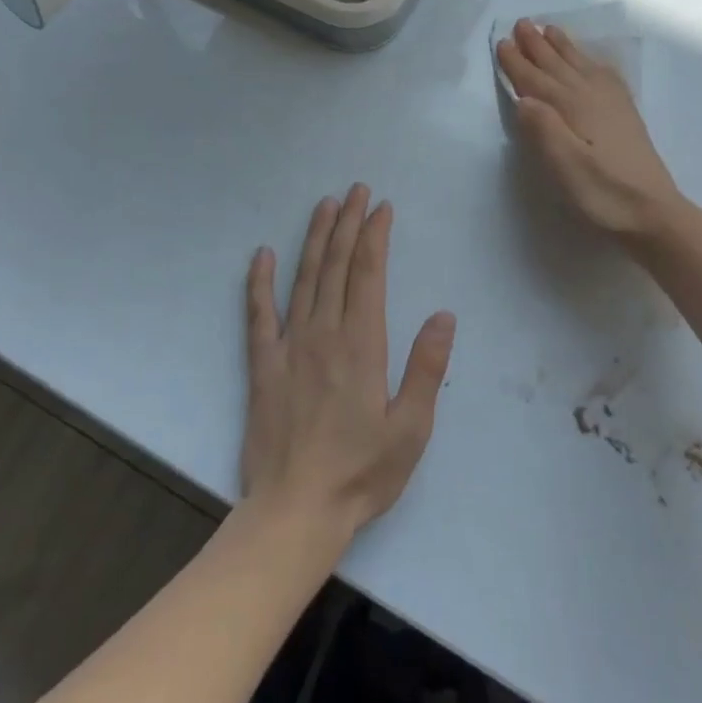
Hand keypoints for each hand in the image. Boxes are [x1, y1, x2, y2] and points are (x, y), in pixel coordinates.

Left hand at [240, 185, 456, 549]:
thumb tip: (443, 315)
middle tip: (355, 190)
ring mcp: (289, 347)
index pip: (368, 274)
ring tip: (324, 206)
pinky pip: (258, 315)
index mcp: (362, 345)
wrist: (295, 512)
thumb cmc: (361, 473)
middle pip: (336, 266)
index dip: (374, 236)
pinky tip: (262, 255)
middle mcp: (324, 333)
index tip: (381, 207)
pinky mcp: (262, 366)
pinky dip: (259, 283)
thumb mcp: (411, 428)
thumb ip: (427, 369)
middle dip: (348, 224)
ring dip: (314, 239)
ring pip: (303, 279)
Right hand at [496, 19, 683, 239]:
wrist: (655, 214)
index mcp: (573, 108)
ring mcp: (613, 105)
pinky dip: (594, 63)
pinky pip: (606, 76)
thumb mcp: (566, 168)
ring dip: (563, 48)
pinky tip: (594, 61)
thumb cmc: (604, 194)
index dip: (518, 62)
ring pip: (581, 66)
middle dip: (538, 45)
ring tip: (550, 29)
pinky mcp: (626, 116)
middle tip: (522, 23)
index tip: (502, 42)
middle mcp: (592, 97)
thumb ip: (543, 130)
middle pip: (559, 66)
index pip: (537, 81)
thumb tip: (522, 99)